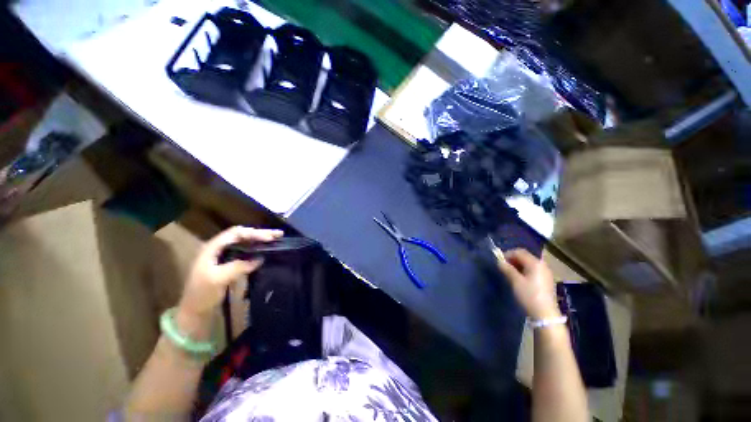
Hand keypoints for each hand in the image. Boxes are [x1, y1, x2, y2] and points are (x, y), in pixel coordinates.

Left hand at [177, 226, 282, 319]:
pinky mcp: (228, 263)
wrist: (194, 312)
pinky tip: (265, 250)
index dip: (254, 233)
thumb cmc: (202, 295)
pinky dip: (256, 248)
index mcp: (212, 248)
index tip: (269, 238)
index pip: (236, 234)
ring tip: (275, 239)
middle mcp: (218, 248)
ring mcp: (223, 255)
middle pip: (241, 235)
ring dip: (259, 239)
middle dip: (260, 234)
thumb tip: (260, 258)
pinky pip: (245, 251)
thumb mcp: (218, 280)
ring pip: (244, 242)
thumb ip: (238, 266)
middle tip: (278, 234)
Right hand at [496, 248, 559, 319]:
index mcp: (535, 263)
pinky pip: (534, 270)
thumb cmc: (529, 295)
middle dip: (513, 259)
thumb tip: (499, 261)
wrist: (545, 314)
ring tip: (510, 273)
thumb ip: (506, 268)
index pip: (519, 251)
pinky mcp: (547, 280)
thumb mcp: (515, 281)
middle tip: (503, 267)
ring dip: (518, 265)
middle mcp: (542, 265)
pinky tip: (520, 279)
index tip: (499, 261)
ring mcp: (546, 273)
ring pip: (529, 263)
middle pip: (525, 256)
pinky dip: (525, 271)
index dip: (507, 254)